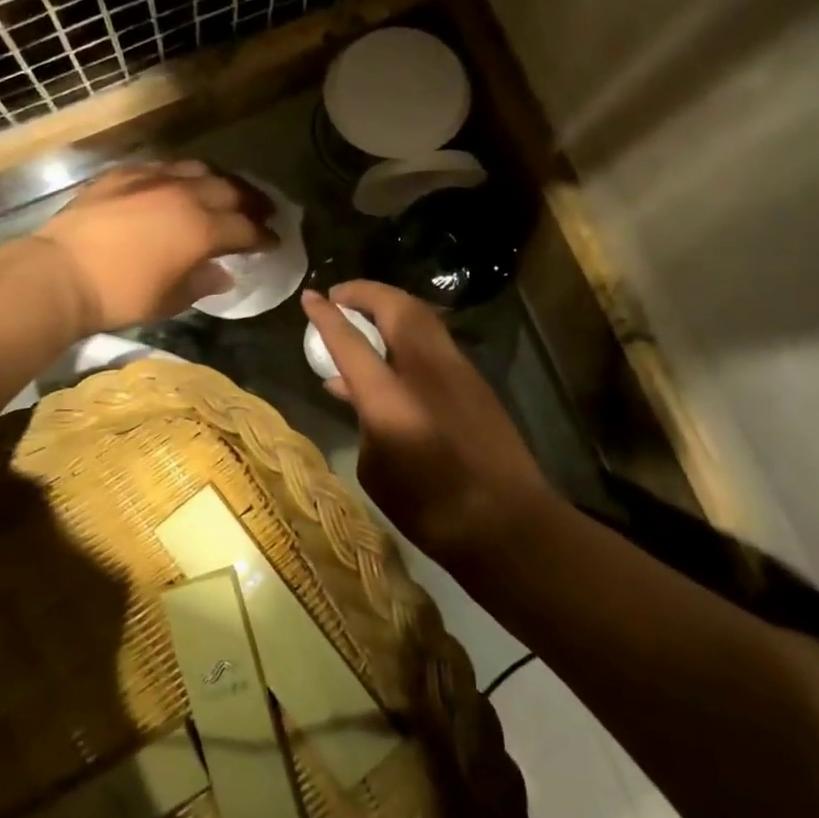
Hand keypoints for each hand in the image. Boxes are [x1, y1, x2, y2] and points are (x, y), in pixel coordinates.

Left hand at [35, 162, 273, 332]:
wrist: (61, 274)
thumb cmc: (121, 295)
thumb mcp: (170, 299)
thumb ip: (202, 283)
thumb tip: (222, 274)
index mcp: (202, 228)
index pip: (245, 228)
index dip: (264, 236)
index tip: (274, 241)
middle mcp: (184, 195)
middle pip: (230, 191)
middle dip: (251, 202)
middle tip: (261, 212)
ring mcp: (152, 179)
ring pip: (198, 170)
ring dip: (218, 182)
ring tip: (223, 193)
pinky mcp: (123, 174)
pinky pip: (161, 167)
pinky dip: (178, 177)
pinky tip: (175, 186)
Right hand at [301, 281, 559, 562]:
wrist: (508, 525)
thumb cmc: (430, 509)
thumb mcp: (376, 469)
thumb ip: (363, 420)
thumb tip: (356, 392)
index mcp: (390, 398)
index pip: (350, 341)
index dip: (325, 316)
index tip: (309, 296)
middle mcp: (424, 370)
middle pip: (395, 307)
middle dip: (364, 292)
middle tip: (341, 296)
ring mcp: (457, 370)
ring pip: (421, 316)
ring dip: (390, 306)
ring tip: (367, 316)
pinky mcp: (475, 380)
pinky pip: (435, 339)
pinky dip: (410, 331)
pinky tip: (397, 352)